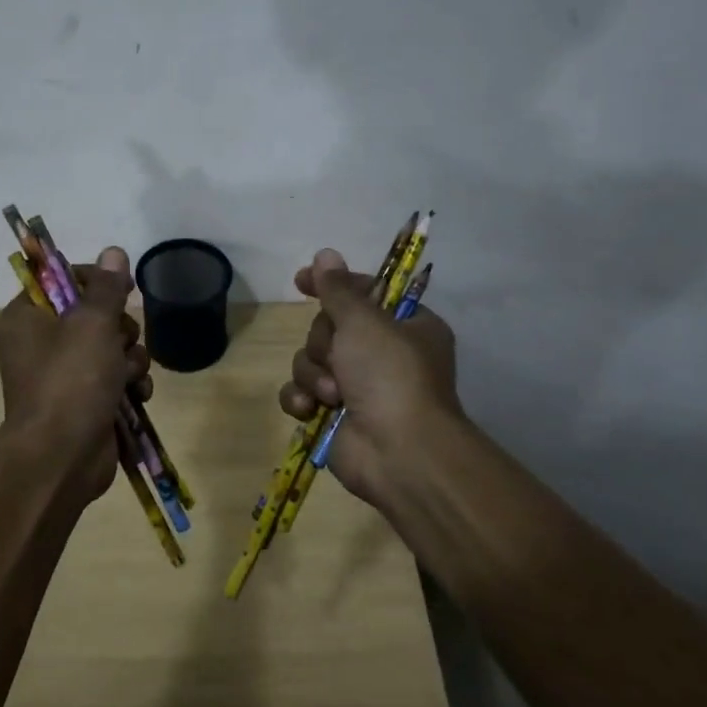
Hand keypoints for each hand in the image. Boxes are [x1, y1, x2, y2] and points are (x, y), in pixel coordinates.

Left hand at [0, 247, 152, 498]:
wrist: (62, 458)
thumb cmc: (70, 381)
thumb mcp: (91, 323)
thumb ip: (106, 286)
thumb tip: (114, 251)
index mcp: (26, 317)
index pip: (62, 280)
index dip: (95, 280)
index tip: (121, 288)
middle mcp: (40, 342)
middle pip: (94, 314)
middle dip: (119, 328)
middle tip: (119, 341)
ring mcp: (64, 374)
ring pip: (112, 346)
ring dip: (129, 358)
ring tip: (126, 376)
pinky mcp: (85, 400)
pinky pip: (116, 377)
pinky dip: (129, 384)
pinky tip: (135, 395)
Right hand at [278, 248, 463, 509]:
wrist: (398, 453)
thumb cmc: (390, 375)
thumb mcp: (365, 321)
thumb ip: (339, 288)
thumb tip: (325, 254)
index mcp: (404, 326)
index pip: (362, 292)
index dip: (331, 285)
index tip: (301, 280)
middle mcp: (382, 354)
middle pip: (329, 328)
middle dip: (324, 343)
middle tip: (337, 357)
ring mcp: (358, 387)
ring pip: (311, 360)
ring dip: (314, 374)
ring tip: (333, 394)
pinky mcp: (334, 415)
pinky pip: (302, 393)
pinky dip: (302, 399)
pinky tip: (310, 409)